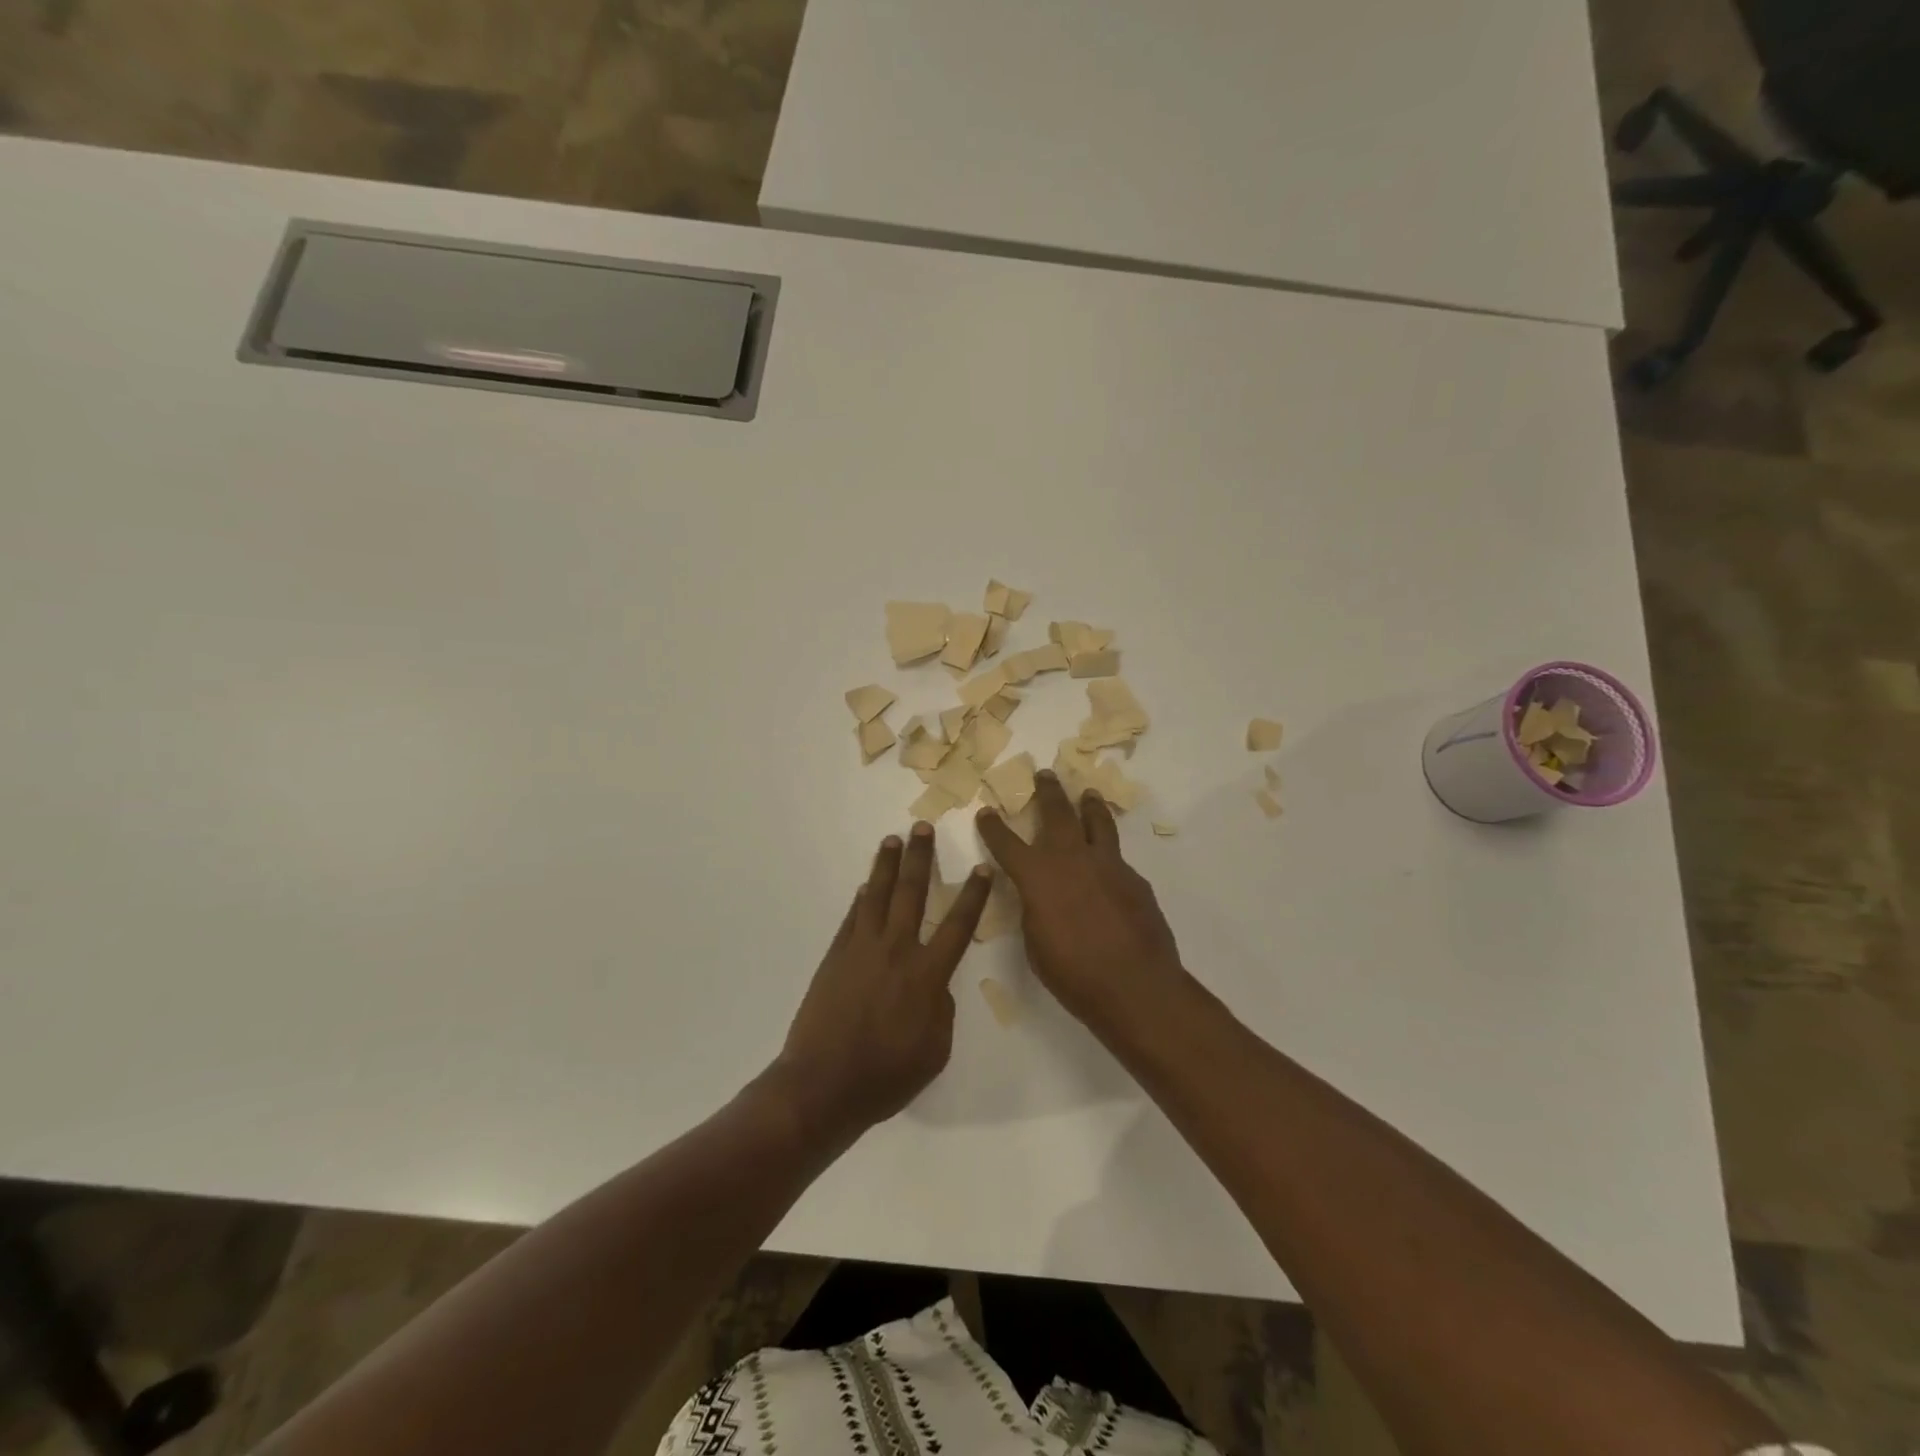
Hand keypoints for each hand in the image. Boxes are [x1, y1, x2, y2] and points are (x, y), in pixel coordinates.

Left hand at [774, 824, 992, 1140]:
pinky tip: (866, 886)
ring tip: (892, 840)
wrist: (823, 1085)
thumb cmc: (887, 1076)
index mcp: (927, 975)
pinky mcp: (836, 957)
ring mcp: (861, 950)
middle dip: (921, 858)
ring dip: (886, 866)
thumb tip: (935, 986)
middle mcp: (896, 951)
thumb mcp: (935, 1050)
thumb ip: (941, 1010)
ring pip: (878, 896)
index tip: (982, 867)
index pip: (958, 925)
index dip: (973, 895)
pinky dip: (861, 899)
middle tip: (923, 827)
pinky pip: (852, 918)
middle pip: (912, 894)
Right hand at [975, 770, 1188, 1030]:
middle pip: (1057, 813)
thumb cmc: (1073, 974)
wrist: (1135, 985)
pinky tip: (1107, 862)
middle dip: (1047, 792)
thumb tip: (1038, 894)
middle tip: (1044, 774)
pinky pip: (1117, 856)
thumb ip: (1034, 908)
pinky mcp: (1134, 878)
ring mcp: (1107, 864)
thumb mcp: (1036, 943)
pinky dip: (1107, 850)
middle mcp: (1071, 859)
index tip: (986, 812)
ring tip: (1087, 793)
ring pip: (1097, 822)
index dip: (993, 827)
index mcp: (1038, 876)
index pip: (1007, 843)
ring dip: (1088, 805)